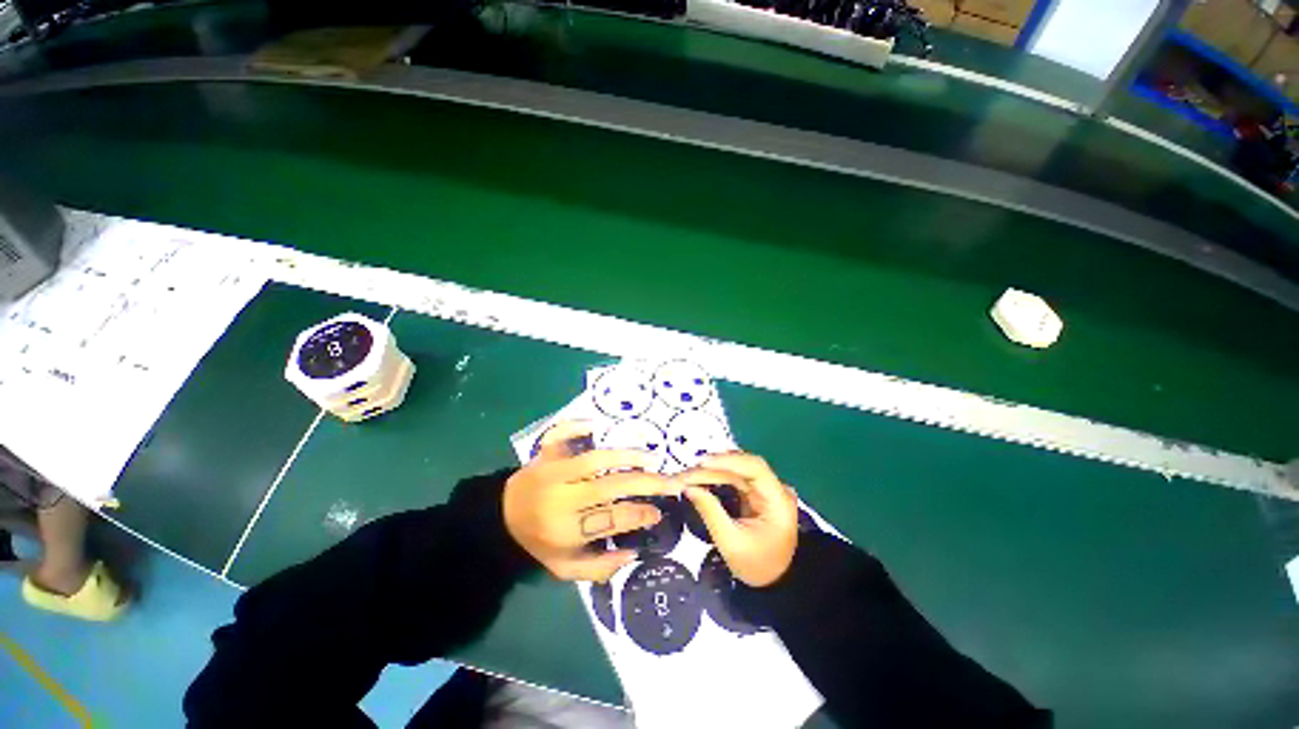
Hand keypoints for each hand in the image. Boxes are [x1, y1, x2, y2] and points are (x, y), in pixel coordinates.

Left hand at [504, 421, 680, 582]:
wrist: (498, 519)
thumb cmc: (538, 542)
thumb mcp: (564, 569)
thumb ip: (598, 568)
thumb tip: (634, 551)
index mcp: (566, 529)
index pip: (611, 519)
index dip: (638, 514)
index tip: (658, 512)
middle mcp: (562, 497)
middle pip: (610, 486)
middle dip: (646, 483)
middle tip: (671, 482)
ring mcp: (552, 470)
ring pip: (594, 459)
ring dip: (626, 456)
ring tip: (651, 458)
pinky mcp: (544, 453)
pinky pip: (560, 434)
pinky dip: (576, 426)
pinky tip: (596, 423)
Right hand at [679, 453, 797, 587]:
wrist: (774, 583)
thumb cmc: (755, 565)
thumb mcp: (731, 543)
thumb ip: (710, 512)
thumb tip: (687, 487)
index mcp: (778, 500)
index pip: (755, 468)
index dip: (727, 460)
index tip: (701, 462)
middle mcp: (775, 488)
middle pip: (741, 468)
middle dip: (711, 469)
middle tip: (683, 474)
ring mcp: (765, 489)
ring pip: (735, 471)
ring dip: (709, 472)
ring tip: (685, 476)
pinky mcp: (754, 492)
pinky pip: (733, 478)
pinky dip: (714, 477)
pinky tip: (697, 477)